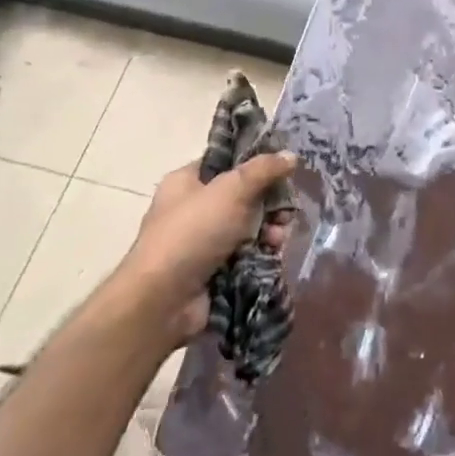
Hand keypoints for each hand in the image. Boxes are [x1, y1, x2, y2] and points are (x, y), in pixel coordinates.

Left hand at [119, 154, 296, 341]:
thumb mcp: (231, 190)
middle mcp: (194, 208)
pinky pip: (247, 252)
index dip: (255, 162)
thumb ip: (263, 169)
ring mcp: (204, 241)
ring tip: (278, 239)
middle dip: (270, 203)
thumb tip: (290, 155)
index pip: (226, 162)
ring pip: (250, 226)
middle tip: (286, 212)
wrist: (164, 300)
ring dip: (270, 230)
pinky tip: (272, 254)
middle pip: (244, 195)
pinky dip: (262, 252)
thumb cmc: (192, 233)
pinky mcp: (215, 269)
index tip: (283, 168)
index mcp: (187, 181)